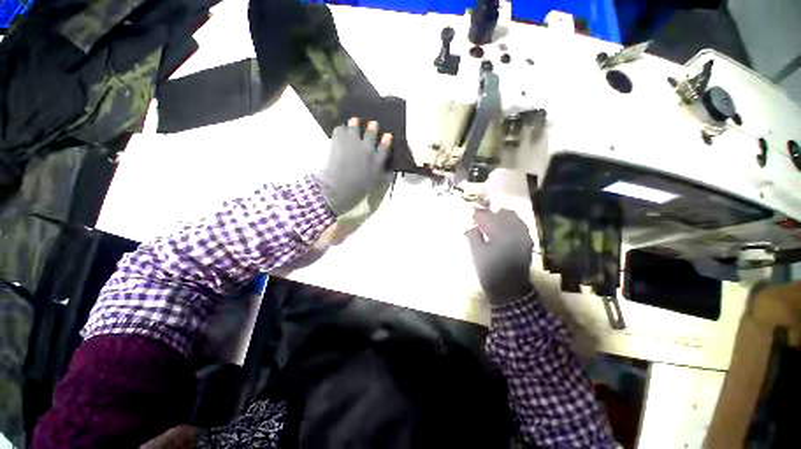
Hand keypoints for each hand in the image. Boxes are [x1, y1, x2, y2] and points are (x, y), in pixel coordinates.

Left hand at [314, 117, 392, 215]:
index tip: (388, 135)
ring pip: (354, 128)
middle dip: (372, 127)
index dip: (386, 141)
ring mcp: (352, 142)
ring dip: (355, 124)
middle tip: (373, 123)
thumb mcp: (376, 183)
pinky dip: (341, 129)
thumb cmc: (360, 186)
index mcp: (376, 159)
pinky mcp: (338, 141)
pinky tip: (341, 129)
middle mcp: (366, 148)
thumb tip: (391, 173)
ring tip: (354, 120)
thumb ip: (385, 176)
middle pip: (370, 134)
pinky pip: (340, 130)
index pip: (384, 147)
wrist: (340, 184)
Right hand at [466, 209, 534, 304]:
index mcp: (501, 234)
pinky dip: (510, 223)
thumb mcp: (477, 254)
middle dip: (490, 214)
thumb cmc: (490, 272)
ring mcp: (523, 236)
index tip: (472, 216)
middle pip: (502, 213)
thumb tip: (472, 227)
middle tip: (480, 219)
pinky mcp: (527, 241)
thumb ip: (473, 237)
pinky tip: (502, 228)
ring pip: (512, 217)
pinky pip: (519, 225)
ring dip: (500, 217)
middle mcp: (515, 231)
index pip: (488, 217)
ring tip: (491, 222)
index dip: (478, 215)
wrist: (509, 289)